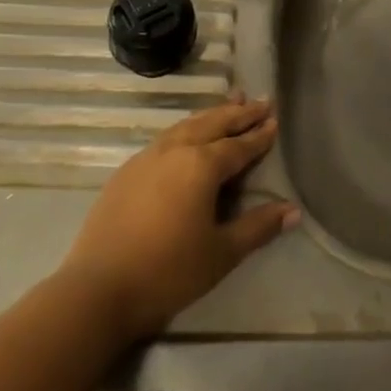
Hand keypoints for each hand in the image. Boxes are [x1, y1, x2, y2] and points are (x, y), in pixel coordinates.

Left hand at [58, 95, 299, 340]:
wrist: (97, 289)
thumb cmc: (168, 271)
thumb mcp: (221, 253)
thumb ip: (258, 227)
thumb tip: (293, 211)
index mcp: (202, 165)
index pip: (239, 145)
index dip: (259, 135)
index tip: (275, 120)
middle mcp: (177, 149)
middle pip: (214, 123)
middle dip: (239, 113)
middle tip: (261, 101)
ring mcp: (148, 156)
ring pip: (188, 124)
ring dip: (212, 114)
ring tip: (230, 103)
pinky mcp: (128, 169)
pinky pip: (167, 137)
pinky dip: (187, 128)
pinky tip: (188, 133)